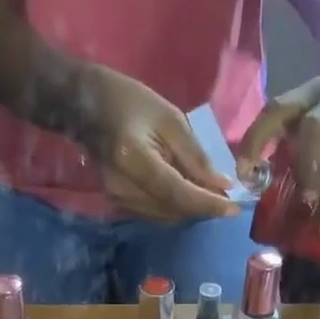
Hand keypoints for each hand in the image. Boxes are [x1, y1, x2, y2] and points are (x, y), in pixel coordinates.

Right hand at [78, 68, 240, 224]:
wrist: (86, 107)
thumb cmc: (130, 101)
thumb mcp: (169, 119)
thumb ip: (195, 156)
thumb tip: (221, 185)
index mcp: (136, 161)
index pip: (178, 194)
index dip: (207, 204)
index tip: (234, 208)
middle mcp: (126, 190)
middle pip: (174, 211)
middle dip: (202, 208)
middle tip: (226, 199)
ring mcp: (120, 201)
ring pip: (166, 217)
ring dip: (190, 209)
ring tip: (208, 195)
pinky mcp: (120, 205)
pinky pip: (156, 214)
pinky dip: (175, 207)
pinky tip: (186, 194)